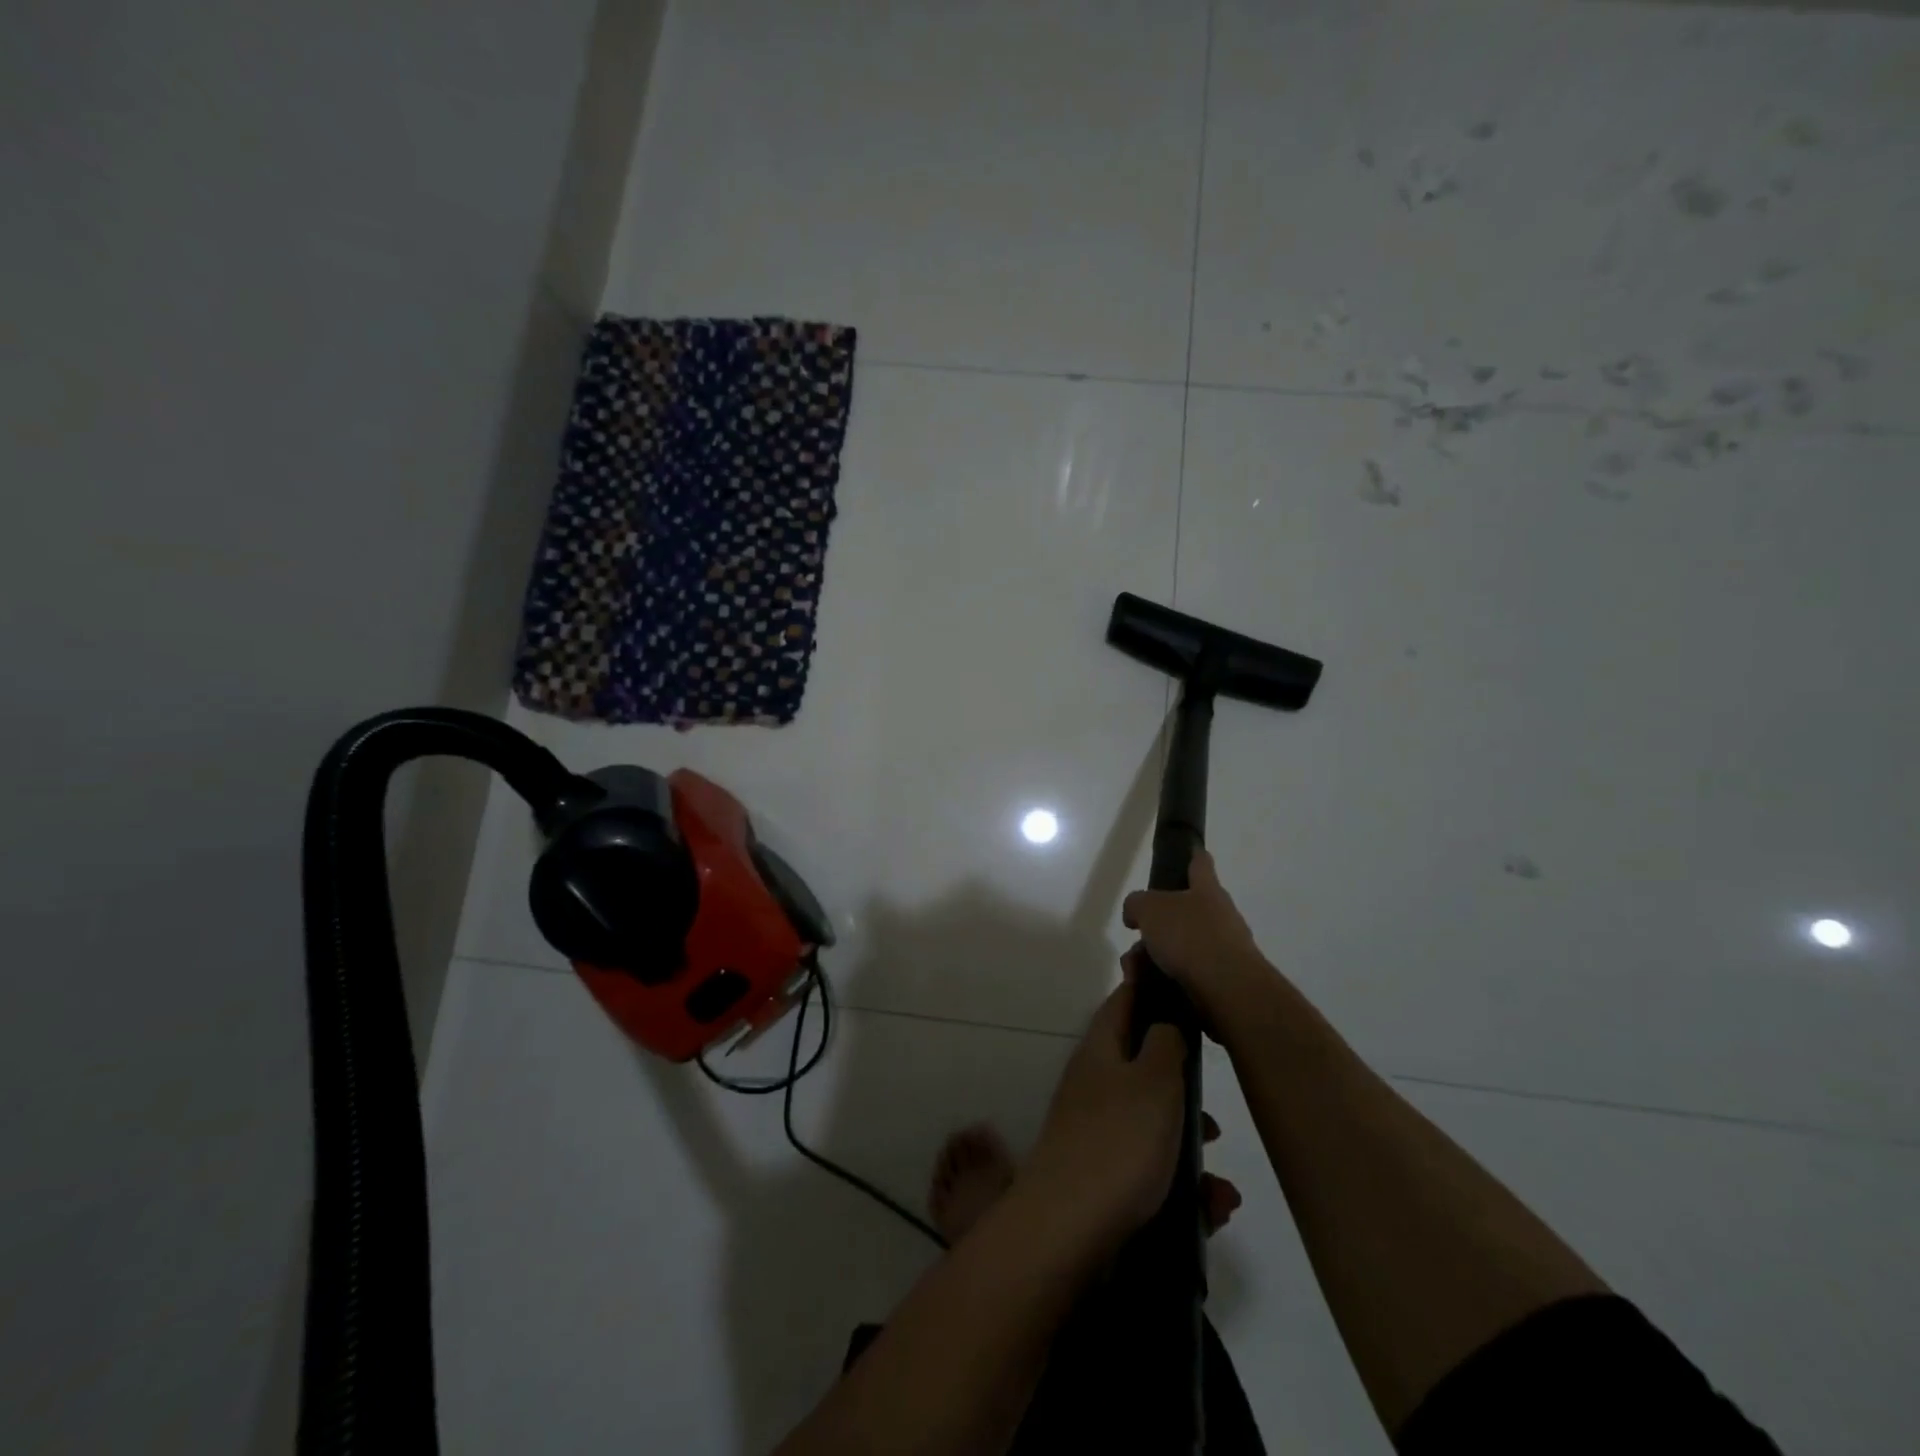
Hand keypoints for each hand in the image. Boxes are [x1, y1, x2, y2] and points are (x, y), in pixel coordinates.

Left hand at [1022, 967, 1241, 1254]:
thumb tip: (1166, 1022)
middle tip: (1215, 1113)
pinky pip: (1152, 1171)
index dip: (1152, 988)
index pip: (1125, 1001)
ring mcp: (1095, 1131)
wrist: (1067, 1231)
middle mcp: (1094, 1083)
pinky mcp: (1103, 1178)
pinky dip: (1182, 1188)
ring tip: (1220, 1182)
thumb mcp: (1154, 1080)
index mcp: (1101, 1049)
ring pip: (1153, 1125)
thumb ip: (1167, 1043)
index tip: (1185, 987)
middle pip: (1144, 1067)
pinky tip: (1211, 1210)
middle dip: (1185, 1089)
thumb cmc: (1118, 1142)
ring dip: (1190, 1147)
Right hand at [1121, 848, 1272, 1034]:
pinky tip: (1150, 987)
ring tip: (1136, 971)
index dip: (1192, 856)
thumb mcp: (1149, 909)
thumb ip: (1137, 904)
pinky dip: (1167, 978)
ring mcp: (1226, 949)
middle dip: (1159, 924)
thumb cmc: (1190, 936)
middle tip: (1137, 936)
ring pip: (1183, 945)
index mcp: (1207, 890)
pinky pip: (1188, 973)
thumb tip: (1135, 914)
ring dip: (1158, 956)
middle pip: (1186, 911)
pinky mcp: (1224, 980)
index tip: (1187, 852)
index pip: (1200, 863)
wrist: (1228, 990)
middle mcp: (1222, 915)